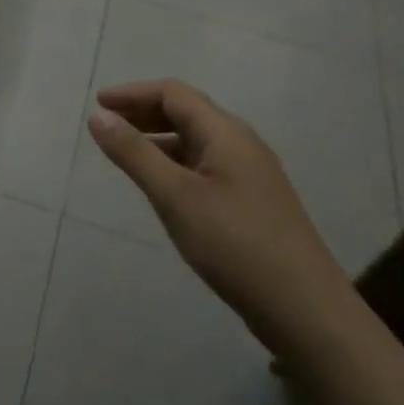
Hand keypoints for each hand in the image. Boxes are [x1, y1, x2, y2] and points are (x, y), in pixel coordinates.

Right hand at [88, 79, 354, 358]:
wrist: (306, 311)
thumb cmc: (235, 245)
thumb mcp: (175, 196)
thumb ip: (134, 154)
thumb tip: (99, 116)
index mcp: (225, 133)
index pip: (173, 93)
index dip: (132, 93)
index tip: (97, 104)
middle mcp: (241, 144)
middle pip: (187, 112)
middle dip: (144, 112)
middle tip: (106, 124)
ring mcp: (250, 174)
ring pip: (196, 141)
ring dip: (159, 139)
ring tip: (125, 154)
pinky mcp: (252, 203)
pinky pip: (205, 166)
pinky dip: (175, 163)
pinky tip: (162, 187)